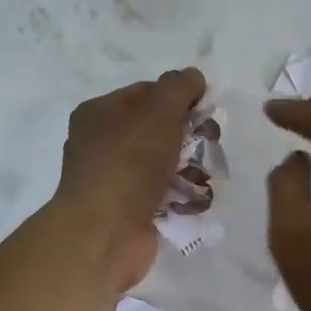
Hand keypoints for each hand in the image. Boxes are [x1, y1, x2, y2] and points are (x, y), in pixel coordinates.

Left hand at [53, 68, 207, 298]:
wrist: (105, 232)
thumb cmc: (129, 163)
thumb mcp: (158, 110)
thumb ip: (179, 86)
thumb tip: (194, 78)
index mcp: (100, 113)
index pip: (148, 93)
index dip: (181, 98)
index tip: (206, 111)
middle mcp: (104, 144)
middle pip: (161, 129)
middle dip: (192, 137)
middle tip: (209, 146)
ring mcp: (118, 180)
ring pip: (167, 164)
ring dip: (192, 169)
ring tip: (202, 178)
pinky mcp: (132, 211)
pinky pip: (166, 195)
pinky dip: (183, 197)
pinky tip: (194, 201)